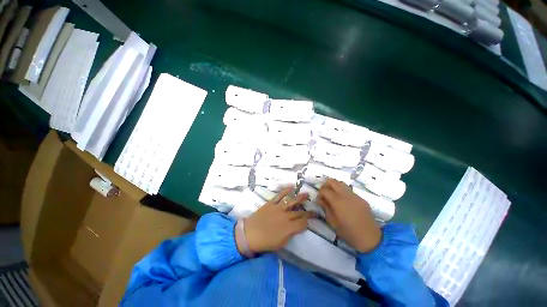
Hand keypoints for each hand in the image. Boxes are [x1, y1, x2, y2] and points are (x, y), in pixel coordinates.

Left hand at [238, 187, 313, 253]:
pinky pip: (279, 195)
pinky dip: (285, 190)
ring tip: (307, 194)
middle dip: (308, 211)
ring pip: (292, 201)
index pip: (303, 223)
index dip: (307, 222)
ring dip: (300, 197)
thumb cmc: (265, 242)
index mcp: (289, 228)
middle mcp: (286, 216)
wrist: (249, 234)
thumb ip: (290, 234)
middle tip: (314, 209)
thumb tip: (296, 228)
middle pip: (300, 212)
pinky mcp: (271, 203)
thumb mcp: (281, 244)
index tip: (309, 222)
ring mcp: (278, 208)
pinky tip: (291, 187)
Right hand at [317, 179, 381, 252]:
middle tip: (324, 194)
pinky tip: (343, 201)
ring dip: (334, 186)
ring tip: (333, 195)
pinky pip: (349, 190)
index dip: (319, 193)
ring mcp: (354, 195)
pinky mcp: (361, 198)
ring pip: (341, 183)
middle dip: (326, 185)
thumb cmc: (349, 232)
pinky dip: (342, 191)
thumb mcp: (332, 222)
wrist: (370, 238)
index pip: (324, 189)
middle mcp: (345, 194)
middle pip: (332, 181)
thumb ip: (325, 208)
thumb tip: (320, 200)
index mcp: (337, 201)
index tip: (319, 200)